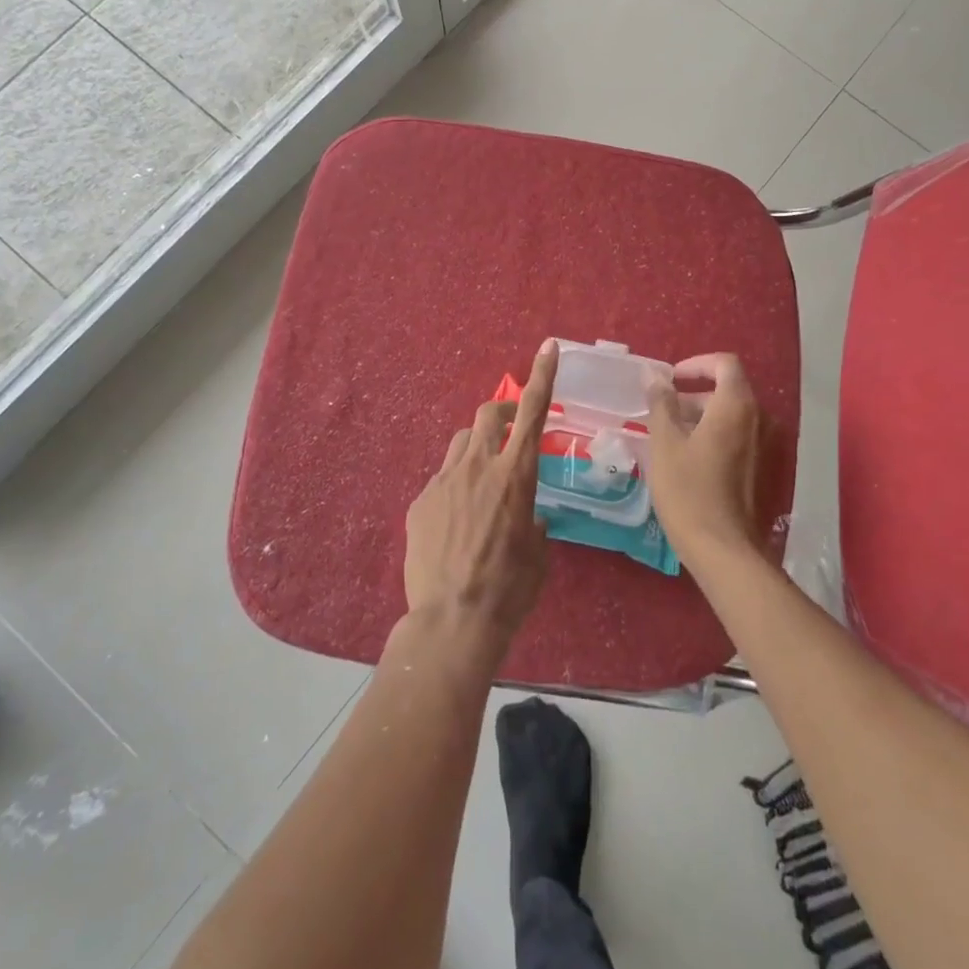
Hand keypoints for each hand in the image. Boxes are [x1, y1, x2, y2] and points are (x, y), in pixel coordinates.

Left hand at [403, 340, 559, 653]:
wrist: (452, 620)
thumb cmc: (509, 589)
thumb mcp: (538, 553)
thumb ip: (535, 523)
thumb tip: (528, 517)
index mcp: (516, 475)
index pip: (532, 413)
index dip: (543, 376)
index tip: (548, 348)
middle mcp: (478, 467)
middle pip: (487, 415)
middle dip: (501, 413)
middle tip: (508, 429)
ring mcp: (444, 481)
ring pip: (460, 443)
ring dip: (475, 449)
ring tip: (480, 481)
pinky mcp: (420, 501)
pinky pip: (441, 480)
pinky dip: (454, 488)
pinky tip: (454, 524)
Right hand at [647, 353, 762, 564]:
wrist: (724, 549)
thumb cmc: (688, 490)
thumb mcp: (665, 443)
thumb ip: (661, 403)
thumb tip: (655, 376)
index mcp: (736, 405)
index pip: (724, 364)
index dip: (696, 364)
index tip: (670, 380)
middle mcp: (759, 419)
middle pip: (728, 390)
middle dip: (694, 395)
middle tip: (662, 414)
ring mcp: (767, 446)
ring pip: (732, 416)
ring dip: (702, 417)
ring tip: (670, 438)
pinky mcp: (765, 469)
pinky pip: (739, 438)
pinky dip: (715, 437)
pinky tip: (690, 460)